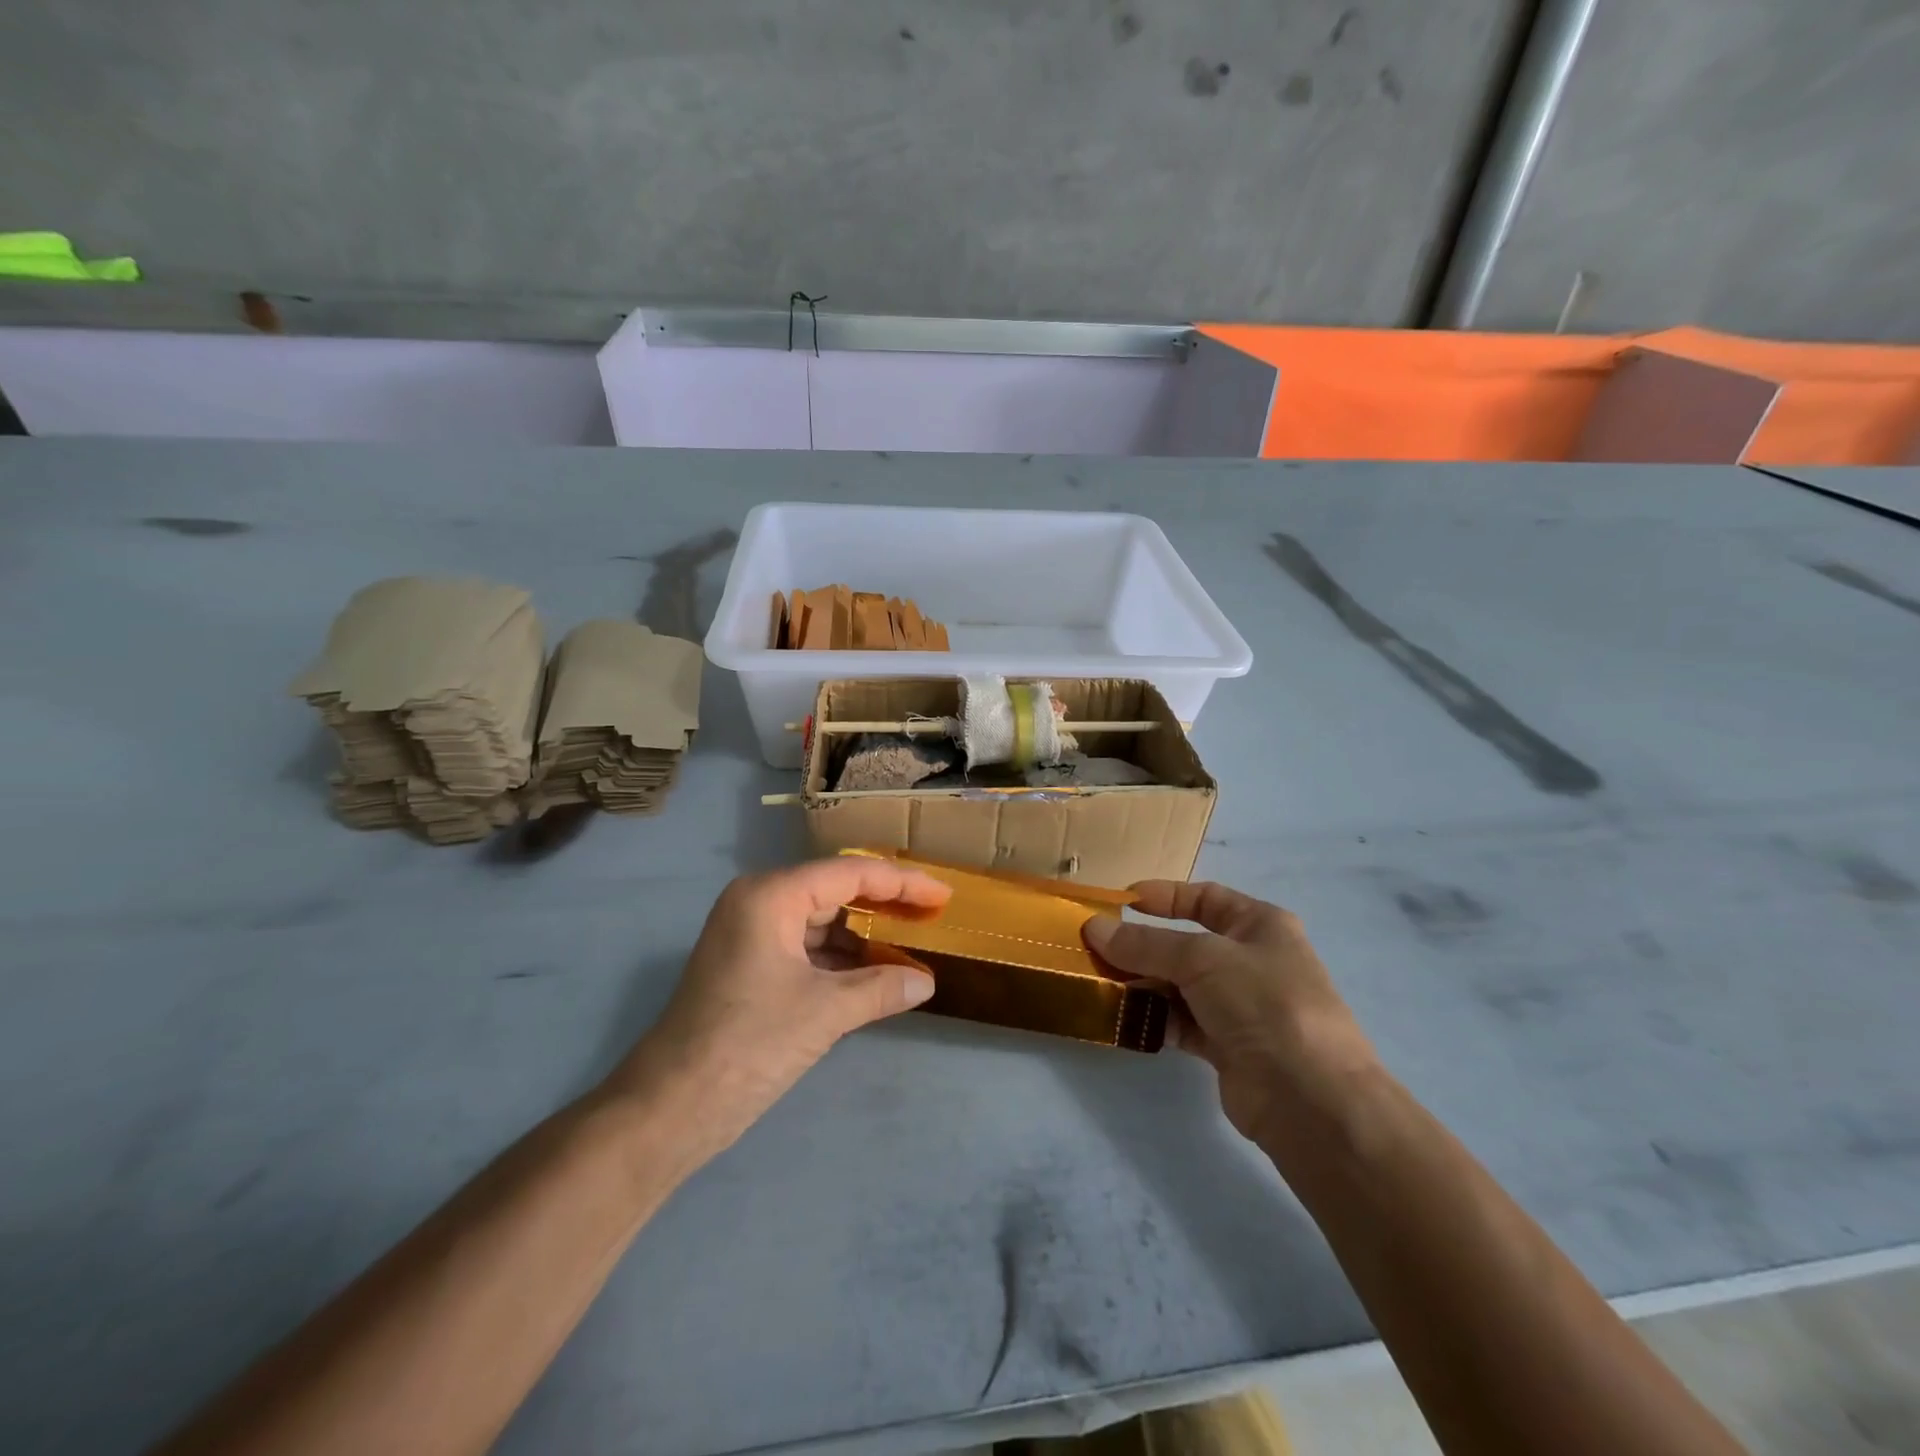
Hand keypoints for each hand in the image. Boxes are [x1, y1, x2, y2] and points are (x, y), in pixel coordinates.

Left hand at [602, 859, 950, 1157]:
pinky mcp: (750, 966)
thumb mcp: (824, 1013)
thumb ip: (881, 988)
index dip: (902, 882)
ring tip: (913, 948)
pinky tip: (875, 976)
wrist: (669, 1109)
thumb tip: (925, 982)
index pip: (850, 873)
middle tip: (932, 917)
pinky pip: (807, 949)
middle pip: (835, 892)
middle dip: (885, 907)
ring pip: (822, 922)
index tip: (943, 895)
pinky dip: (841, 961)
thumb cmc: (747, 1045)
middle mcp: (759, 903)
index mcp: (771, 896)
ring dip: (865, 938)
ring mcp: (751, 935)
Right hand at [1084, 881, 1377, 1144]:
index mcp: (1260, 925)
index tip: (1120, 902)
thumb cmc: (1264, 1003)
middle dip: (1142, 945)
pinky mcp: (1226, 1046)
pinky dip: (1154, 1018)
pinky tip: (1123, 1017)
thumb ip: (1145, 944)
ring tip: (1099, 982)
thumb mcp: (1202, 959)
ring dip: (1142, 983)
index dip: (1164, 896)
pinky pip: (1180, 1022)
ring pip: (1179, 984)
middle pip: (1186, 944)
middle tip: (1095, 948)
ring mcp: (1240, 1006)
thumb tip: (1093, 928)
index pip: (1205, 898)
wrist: (1310, 1100)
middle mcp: (1251, 961)